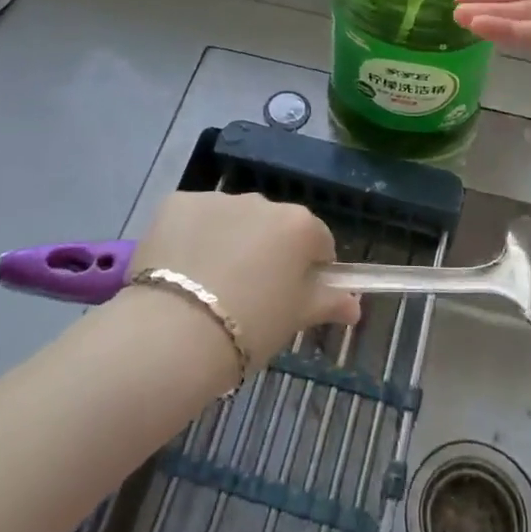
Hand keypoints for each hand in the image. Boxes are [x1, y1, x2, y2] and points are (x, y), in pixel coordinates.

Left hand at [131, 191, 360, 368]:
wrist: (175, 332)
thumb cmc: (251, 327)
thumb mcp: (295, 319)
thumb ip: (329, 302)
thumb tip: (355, 305)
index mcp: (298, 225)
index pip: (318, 241)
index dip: (310, 269)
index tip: (294, 296)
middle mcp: (261, 201)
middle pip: (273, 226)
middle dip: (268, 251)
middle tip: (250, 295)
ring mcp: (217, 199)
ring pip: (232, 219)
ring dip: (229, 241)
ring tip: (208, 286)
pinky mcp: (177, 202)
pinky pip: (194, 218)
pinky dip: (191, 237)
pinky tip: (180, 271)